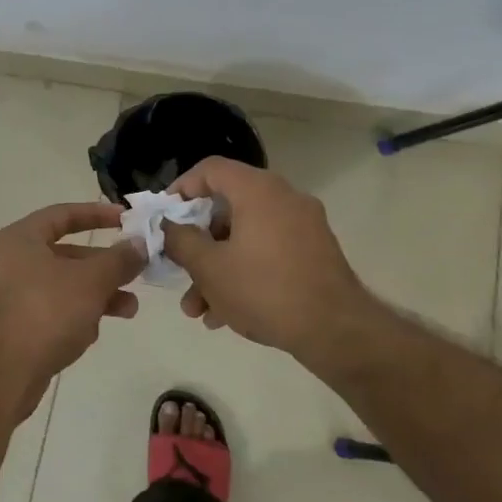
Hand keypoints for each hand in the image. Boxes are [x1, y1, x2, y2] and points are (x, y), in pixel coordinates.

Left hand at [0, 202, 145, 418]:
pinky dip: (77, 318)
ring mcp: (14, 296)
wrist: (1, 370)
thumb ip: (118, 259)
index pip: (63, 214)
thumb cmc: (46, 310)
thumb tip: (139, 243)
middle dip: (105, 266)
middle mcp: (14, 262)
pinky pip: (55, 314)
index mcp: (23, 238)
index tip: (127, 219)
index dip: (97, 214)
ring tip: (129, 308)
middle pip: (67, 254)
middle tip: (137, 272)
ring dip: (98, 295)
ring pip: (65, 287)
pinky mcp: (19, 328)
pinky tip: (93, 334)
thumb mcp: (90, 280)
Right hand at [160, 157, 377, 369]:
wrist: (337, 332)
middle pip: (226, 208)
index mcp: (258, 191)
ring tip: (197, 308)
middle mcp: (284, 198)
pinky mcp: (314, 253)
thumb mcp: (209, 267)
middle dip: (197, 243)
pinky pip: (267, 252)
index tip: (164, 217)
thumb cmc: (264, 290)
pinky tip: (224, 314)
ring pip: (245, 236)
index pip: (211, 169)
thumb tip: (168, 226)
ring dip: (216, 267)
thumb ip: (180, 240)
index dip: (181, 188)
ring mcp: (303, 226)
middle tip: (178, 267)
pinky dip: (243, 272)